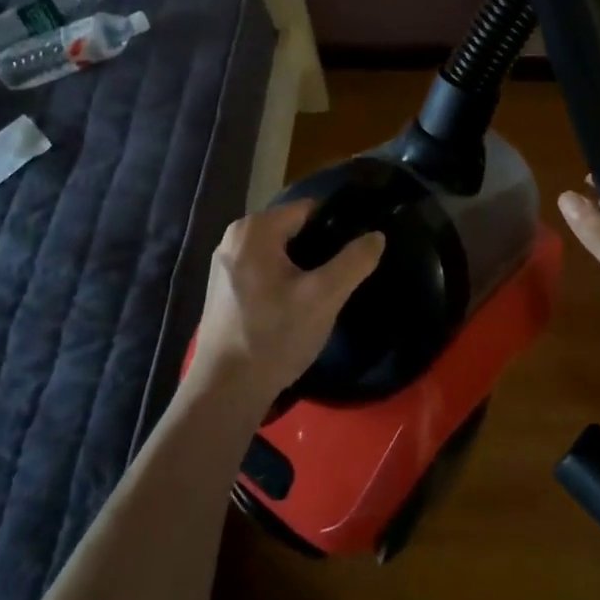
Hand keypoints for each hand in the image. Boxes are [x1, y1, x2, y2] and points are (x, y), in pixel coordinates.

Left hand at [193, 200, 384, 408]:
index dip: (337, 226)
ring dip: (302, 267)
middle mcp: (234, 237)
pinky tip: (296, 306)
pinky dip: (282, 280)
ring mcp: (225, 264)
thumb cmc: (275, 336)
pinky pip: (263, 270)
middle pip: (293, 230)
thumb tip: (376, 236)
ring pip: (279, 252)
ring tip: (324, 292)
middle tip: (343, 276)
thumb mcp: (324, 297)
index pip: (309, 209)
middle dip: (319, 248)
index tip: (356, 250)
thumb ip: (354, 261)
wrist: (225, 390)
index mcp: (255, 229)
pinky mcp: (223, 289)